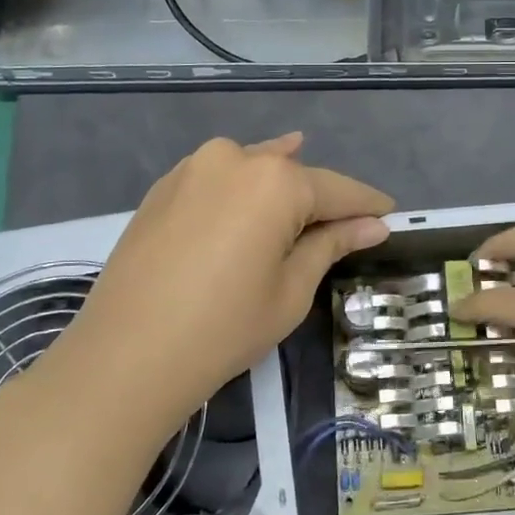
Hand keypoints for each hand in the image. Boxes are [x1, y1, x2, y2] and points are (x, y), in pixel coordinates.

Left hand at [42, 134, 392, 449]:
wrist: (124, 356)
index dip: (366, 205)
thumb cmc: (223, 328)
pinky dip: (241, 188)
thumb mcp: (290, 290)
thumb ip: (331, 245)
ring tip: (303, 196)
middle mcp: (234, 158)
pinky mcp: (163, 188)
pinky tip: (251, 195)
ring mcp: (192, 168)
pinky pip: (217, 178)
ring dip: (280, 185)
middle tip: (346, 221)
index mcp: (275, 181)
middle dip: (321, 198)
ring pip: (253, 169)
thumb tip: (373, 225)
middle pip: (293, 175)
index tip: (390, 214)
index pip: (337, 189)